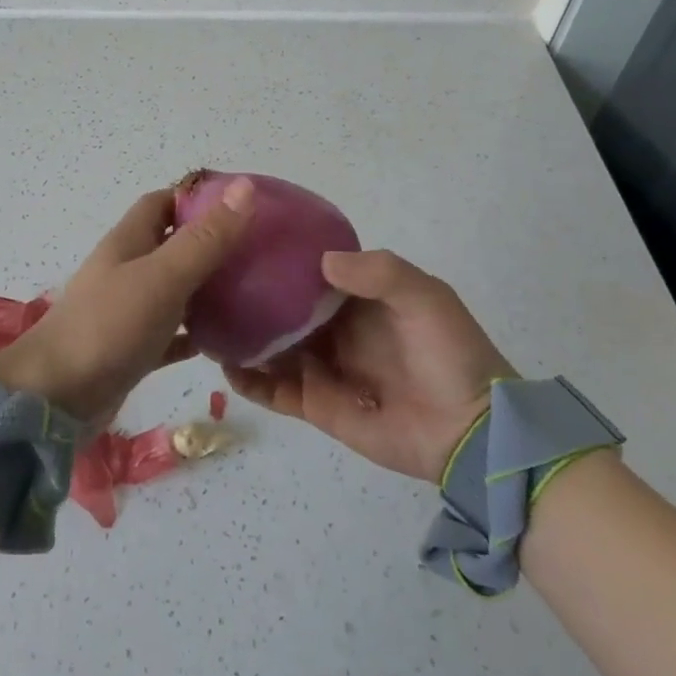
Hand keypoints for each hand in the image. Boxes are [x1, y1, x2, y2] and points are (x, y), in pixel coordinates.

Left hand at [0, 178, 254, 425]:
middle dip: (210, 243)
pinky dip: (194, 333)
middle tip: (257, 251)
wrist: (56, 397)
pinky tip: (225, 341)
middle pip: (172, 244)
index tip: (241, 205)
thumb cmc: (109, 326)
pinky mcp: (132, 348)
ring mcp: (127, 309)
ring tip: (251, 292)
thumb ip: (205, 238)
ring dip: (206, 288)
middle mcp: (127, 269)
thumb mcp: (163, 276)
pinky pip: (170, 332)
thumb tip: (245, 187)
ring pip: (174, 288)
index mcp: (129, 241)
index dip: (198, 198)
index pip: (163, 202)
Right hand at [222, 249, 515, 480]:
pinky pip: (273, 391)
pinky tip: (224, 364)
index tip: (244, 244)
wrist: (469, 431)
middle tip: (210, 282)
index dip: (280, 259)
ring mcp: (322, 367)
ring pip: (270, 347)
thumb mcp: (424, 297)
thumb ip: (378, 272)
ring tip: (205, 320)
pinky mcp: (316, 404)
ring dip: (242, 336)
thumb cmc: (449, 354)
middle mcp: (333, 329)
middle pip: (282, 308)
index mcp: (357, 298)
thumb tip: (320, 262)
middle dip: (252, 297)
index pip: (309, 272)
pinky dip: (248, 380)